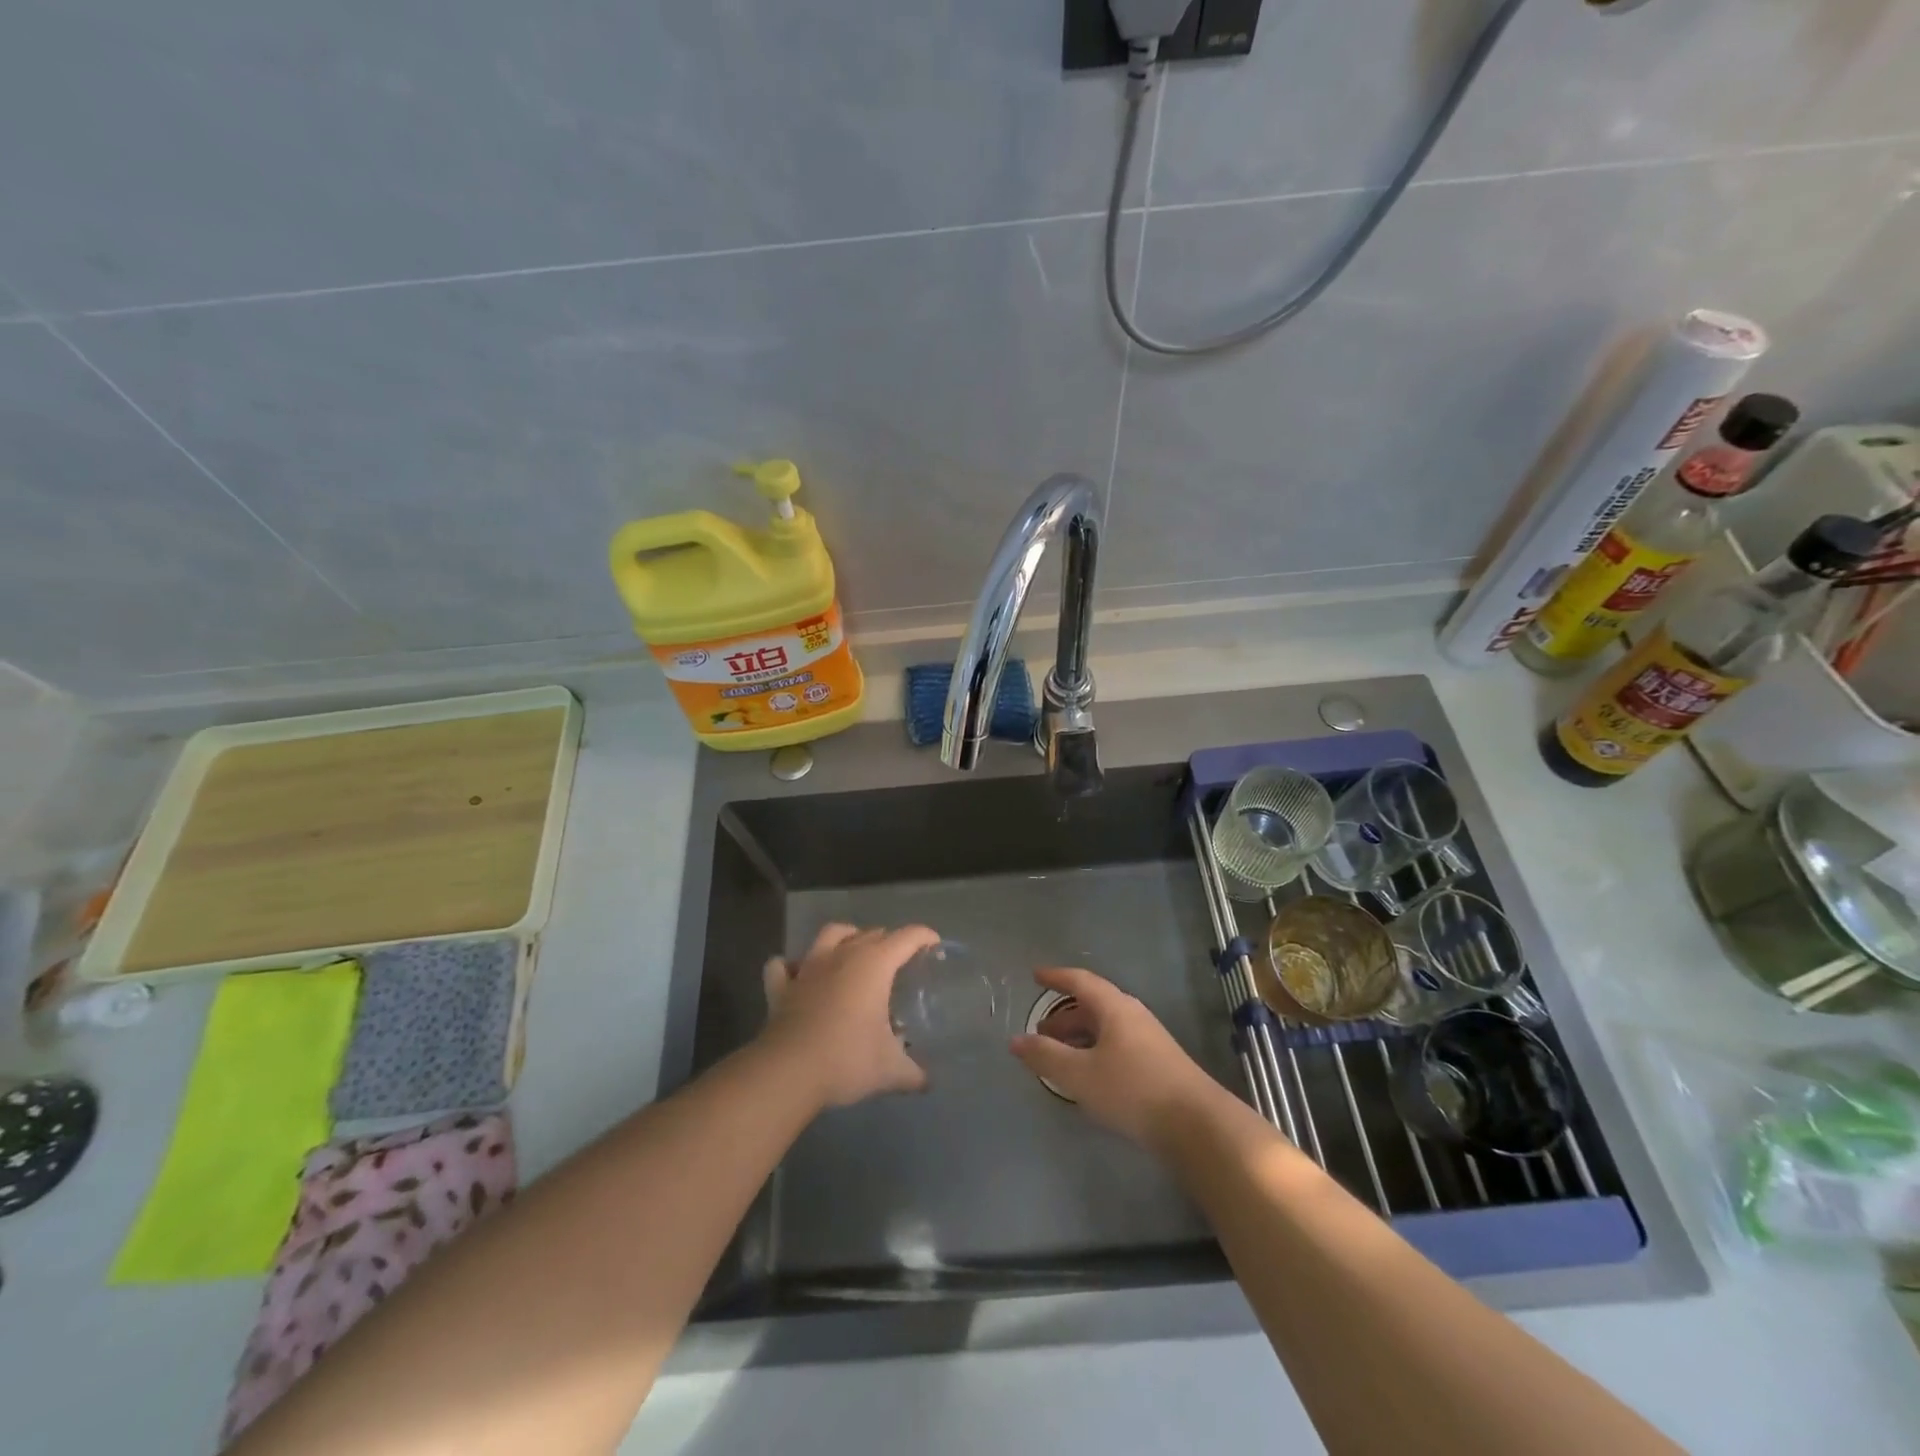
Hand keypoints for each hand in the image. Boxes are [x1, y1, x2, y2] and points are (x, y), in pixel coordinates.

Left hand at [760, 923, 938, 1107]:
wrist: (789, 1072)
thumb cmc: (847, 1060)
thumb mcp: (890, 1071)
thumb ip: (913, 1073)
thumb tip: (927, 1082)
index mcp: (874, 965)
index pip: (906, 937)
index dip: (923, 936)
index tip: (934, 944)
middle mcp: (842, 956)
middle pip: (870, 934)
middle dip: (888, 941)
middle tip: (898, 961)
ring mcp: (808, 968)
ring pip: (829, 934)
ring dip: (845, 937)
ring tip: (852, 950)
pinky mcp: (781, 987)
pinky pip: (783, 966)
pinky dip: (791, 966)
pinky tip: (797, 974)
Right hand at [1009, 967, 1222, 1148]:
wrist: (1197, 1125)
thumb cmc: (1133, 1090)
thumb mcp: (1080, 1075)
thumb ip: (1046, 1056)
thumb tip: (1016, 1040)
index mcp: (1114, 1008)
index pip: (1080, 982)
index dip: (1056, 977)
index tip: (1036, 975)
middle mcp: (1132, 1016)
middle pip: (1093, 1006)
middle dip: (1064, 1016)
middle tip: (1040, 1033)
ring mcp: (1149, 1040)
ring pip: (1106, 1028)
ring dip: (1080, 1037)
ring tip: (1059, 1057)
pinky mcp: (1159, 1064)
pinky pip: (1117, 1046)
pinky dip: (1095, 1052)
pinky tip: (1089, 1077)